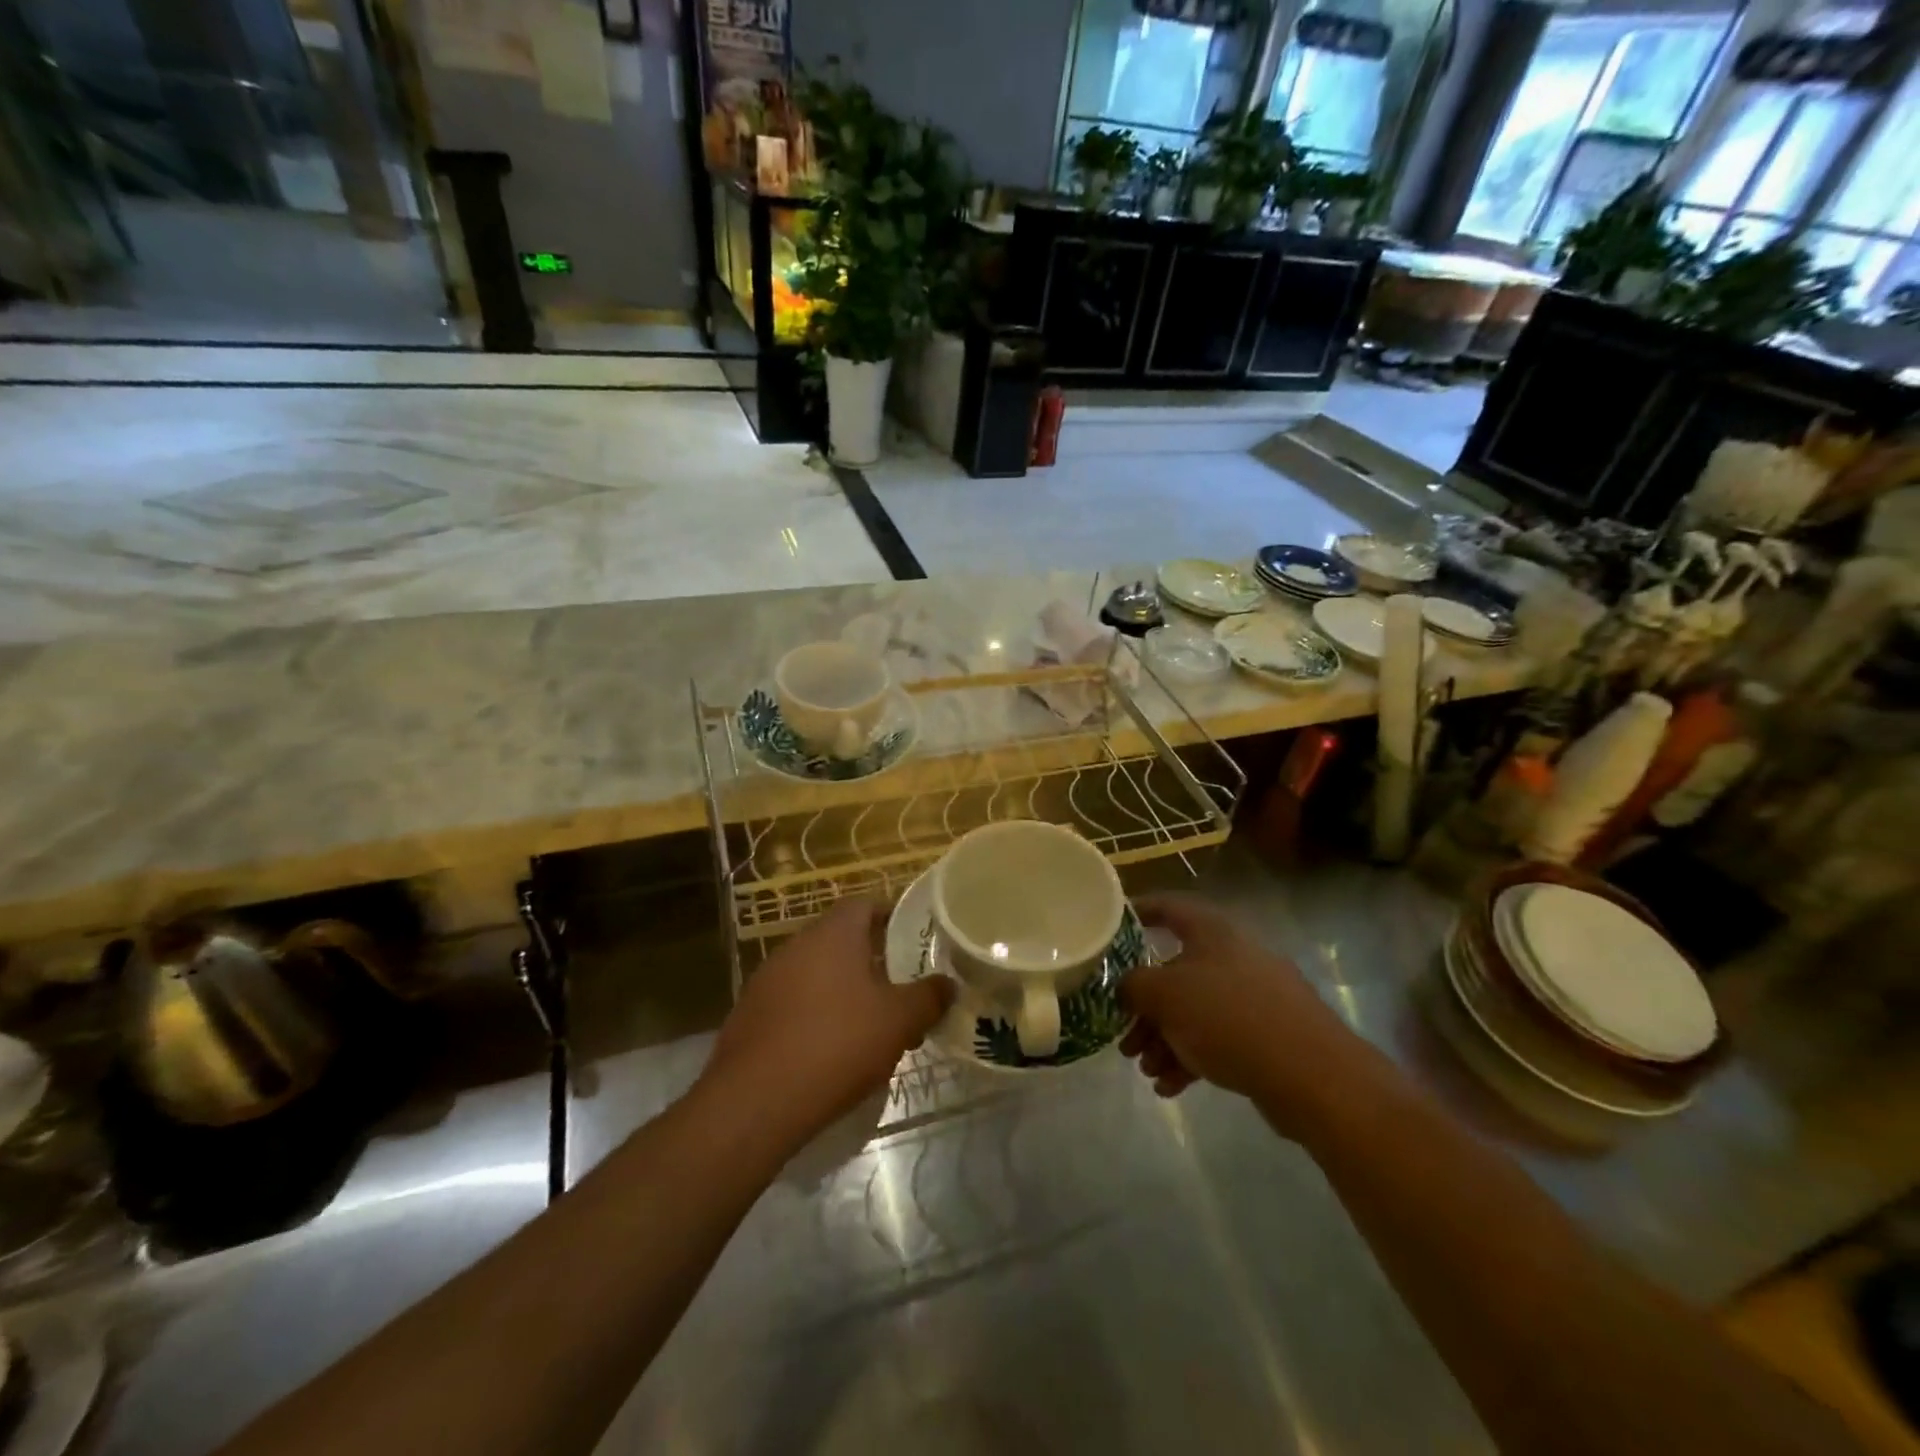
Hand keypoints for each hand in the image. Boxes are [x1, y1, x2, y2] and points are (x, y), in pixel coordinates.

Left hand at [699, 898, 952, 1148]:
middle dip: (872, 960)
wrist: (754, 1101)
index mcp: (833, 934)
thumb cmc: (837, 1044)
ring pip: (816, 973)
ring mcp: (767, 979)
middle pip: (841, 940)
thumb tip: (948, 984)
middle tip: (900, 987)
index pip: (865, 904)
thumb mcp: (899, 1021)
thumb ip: (928, 997)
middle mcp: (796, 945)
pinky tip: (831, 1050)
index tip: (914, 939)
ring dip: (843, 990)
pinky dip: (815, 1015)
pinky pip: (793, 1002)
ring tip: (871, 1024)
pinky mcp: (749, 1015)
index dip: (892, 917)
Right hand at [1119, 894, 1351, 1121]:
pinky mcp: (1269, 1035)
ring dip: (1165, 1039)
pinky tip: (1170, 1087)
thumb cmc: (1228, 1017)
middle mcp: (1233, 956)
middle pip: (1176, 971)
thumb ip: (1133, 985)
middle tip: (1125, 1037)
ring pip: (1195, 1010)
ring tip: (1147, 1070)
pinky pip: (1218, 1038)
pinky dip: (1191, 1057)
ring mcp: (1255, 996)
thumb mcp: (1165, 995)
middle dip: (1145, 1006)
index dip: (1139, 912)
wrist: (1312, 1074)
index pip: (1168, 907)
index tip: (1112, 927)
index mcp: (1211, 932)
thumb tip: (1125, 987)